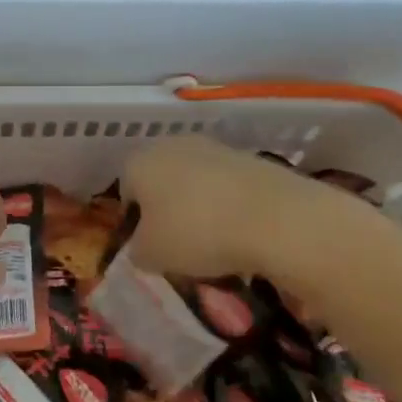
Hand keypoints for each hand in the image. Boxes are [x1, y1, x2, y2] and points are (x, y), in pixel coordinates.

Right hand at [122, 135, 371, 286]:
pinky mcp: (250, 157)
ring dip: (200, 208)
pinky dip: (230, 207)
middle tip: (181, 247)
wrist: (276, 217)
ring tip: (216, 245)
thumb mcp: (151, 256)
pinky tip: (242, 233)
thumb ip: (137, 251)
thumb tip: (142, 247)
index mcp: (138, 162)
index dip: (135, 224)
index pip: (125, 192)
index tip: (152, 250)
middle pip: (161, 182)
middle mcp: (171, 145)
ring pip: (195, 183)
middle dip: (167, 211)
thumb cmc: (196, 233)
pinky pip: (228, 187)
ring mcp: (213, 147)